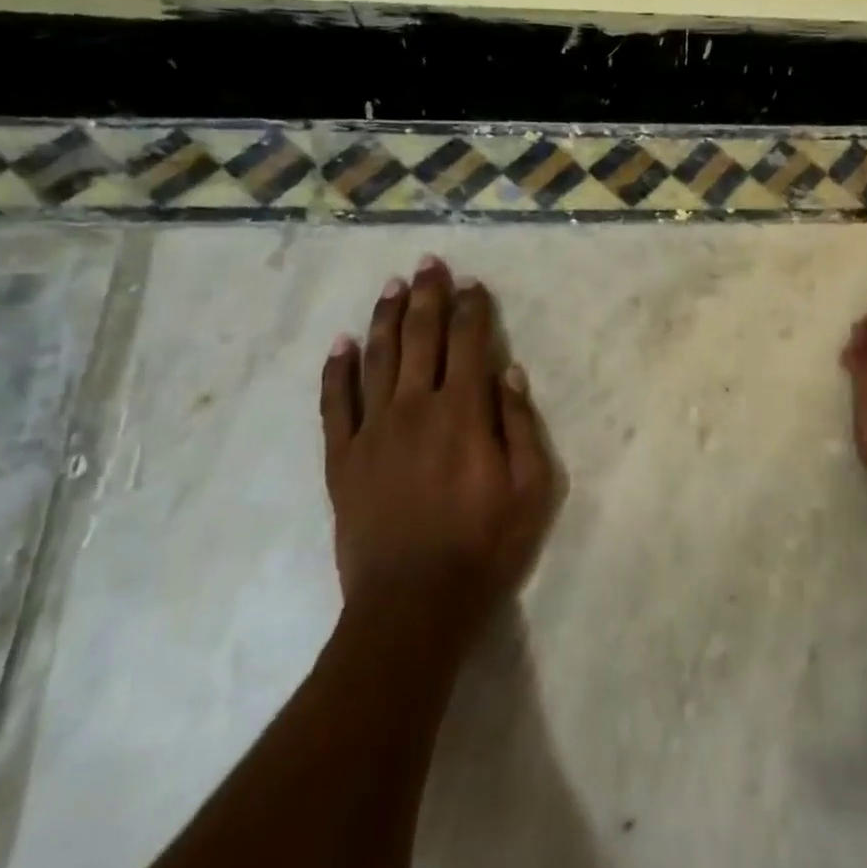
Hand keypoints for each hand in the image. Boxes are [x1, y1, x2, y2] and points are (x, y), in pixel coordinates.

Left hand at [319, 256, 557, 655]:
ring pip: (377, 358)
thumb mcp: (531, 488)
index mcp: (464, 412)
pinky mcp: (342, 458)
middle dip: (427, 296)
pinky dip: (337, 370)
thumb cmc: (485, 546)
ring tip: (391, 286)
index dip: (472, 308)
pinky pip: (335, 403)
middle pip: (421, 337)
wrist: (413, 604)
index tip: (472, 283)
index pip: (469, 343)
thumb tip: (509, 371)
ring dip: (385, 317)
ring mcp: (373, 431)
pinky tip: (341, 344)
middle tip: (428, 263)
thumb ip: (521, 424)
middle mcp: (415, 408)